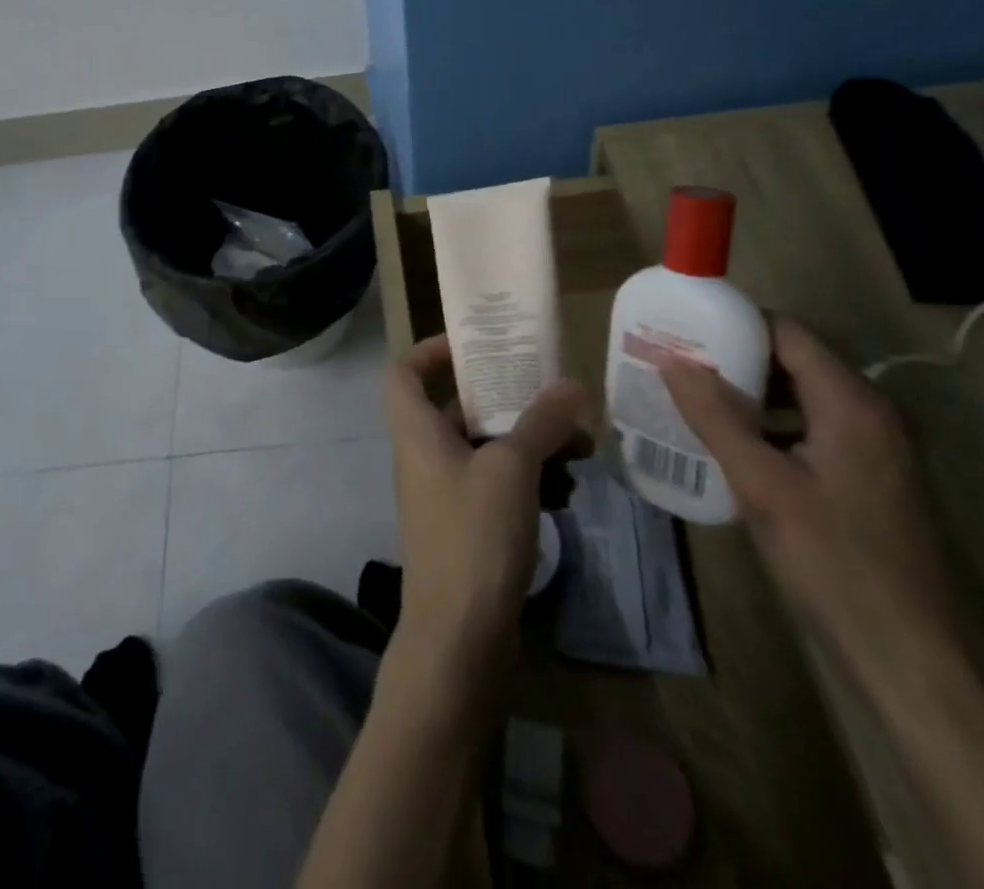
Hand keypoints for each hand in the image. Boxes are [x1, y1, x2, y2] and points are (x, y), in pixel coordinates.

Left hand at [384, 335, 590, 685]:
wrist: (459, 639)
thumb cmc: (473, 536)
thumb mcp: (511, 469)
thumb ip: (540, 422)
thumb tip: (571, 384)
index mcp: (416, 431)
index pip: (403, 372)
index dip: (431, 350)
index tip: (475, 345)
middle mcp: (424, 456)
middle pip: (457, 408)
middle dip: (508, 401)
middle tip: (553, 397)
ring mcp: (445, 494)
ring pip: (486, 449)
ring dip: (529, 443)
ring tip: (579, 449)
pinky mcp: (467, 527)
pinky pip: (496, 486)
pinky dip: (528, 480)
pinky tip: (568, 492)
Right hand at [658, 319, 955, 682]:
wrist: (912, 659)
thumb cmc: (834, 562)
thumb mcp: (761, 485)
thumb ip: (715, 416)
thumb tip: (670, 359)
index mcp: (853, 403)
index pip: (787, 333)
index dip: (734, 324)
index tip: (683, 328)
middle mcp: (872, 413)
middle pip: (795, 361)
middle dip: (735, 358)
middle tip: (678, 363)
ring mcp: (876, 447)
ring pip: (802, 396)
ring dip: (750, 393)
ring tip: (693, 397)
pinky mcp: (870, 478)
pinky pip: (812, 428)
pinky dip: (770, 424)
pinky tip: (731, 444)